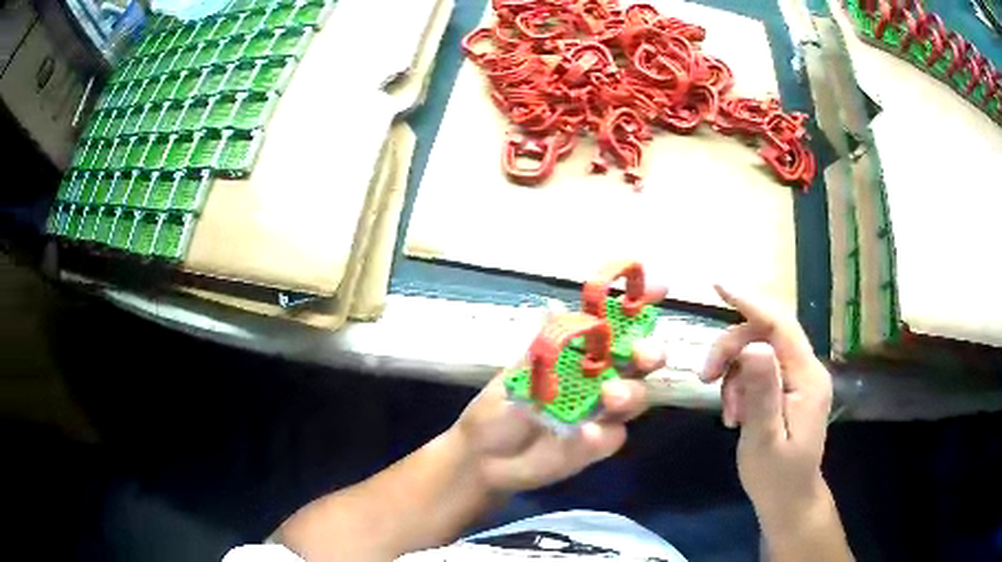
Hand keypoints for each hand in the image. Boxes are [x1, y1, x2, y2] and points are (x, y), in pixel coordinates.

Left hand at [449, 301, 666, 494]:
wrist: (485, 457)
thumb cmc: (499, 408)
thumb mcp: (517, 373)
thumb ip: (542, 345)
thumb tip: (555, 305)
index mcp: (582, 355)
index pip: (617, 326)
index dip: (639, 307)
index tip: (657, 289)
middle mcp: (601, 379)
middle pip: (640, 361)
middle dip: (649, 352)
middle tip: (641, 354)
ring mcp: (603, 413)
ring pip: (637, 397)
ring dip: (630, 393)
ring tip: (609, 395)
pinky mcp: (599, 445)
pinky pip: (613, 436)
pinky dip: (602, 433)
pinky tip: (584, 433)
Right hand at [701, 285, 833, 527]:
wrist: (788, 500)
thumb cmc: (776, 477)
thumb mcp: (763, 440)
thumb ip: (761, 393)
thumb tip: (754, 346)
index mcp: (807, 378)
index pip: (780, 324)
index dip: (749, 301)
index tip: (717, 285)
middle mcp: (807, 370)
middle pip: (766, 334)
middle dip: (731, 350)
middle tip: (704, 378)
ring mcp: (799, 379)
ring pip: (758, 352)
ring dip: (733, 374)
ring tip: (726, 413)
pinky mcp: (789, 389)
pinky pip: (759, 370)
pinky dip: (739, 386)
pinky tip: (734, 413)